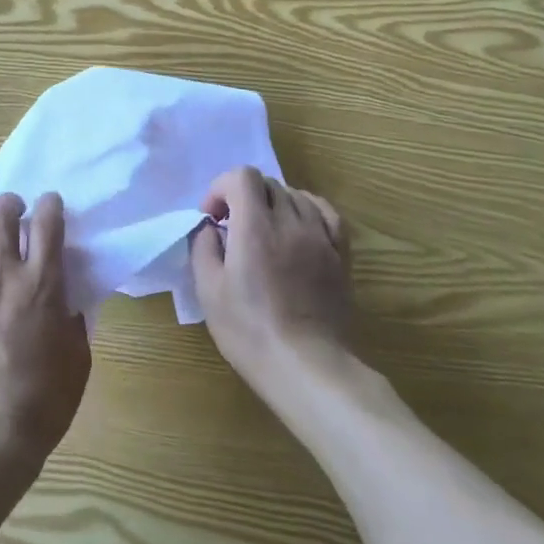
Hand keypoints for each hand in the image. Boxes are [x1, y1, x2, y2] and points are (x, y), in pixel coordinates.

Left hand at [0, 192, 90, 489]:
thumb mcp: (78, 359)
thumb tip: (66, 298)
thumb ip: (73, 319)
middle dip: (10, 204)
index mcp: (41, 286)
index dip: (51, 205)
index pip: (47, 224)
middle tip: (14, 209)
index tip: (50, 204)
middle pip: (1, 216)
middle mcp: (0, 277)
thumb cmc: (42, 403)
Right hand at [189, 167, 353, 400]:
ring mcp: (320, 236)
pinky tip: (297, 226)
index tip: (213, 217)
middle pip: (267, 183)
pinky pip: (325, 212)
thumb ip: (203, 248)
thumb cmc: (250, 331)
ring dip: (273, 203)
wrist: (308, 366)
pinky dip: (306, 209)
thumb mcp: (209, 292)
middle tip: (233, 227)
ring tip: (264, 231)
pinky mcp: (340, 254)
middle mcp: (290, 222)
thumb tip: (210, 228)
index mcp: (254, 228)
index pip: (242, 177)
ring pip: (295, 195)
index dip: (221, 188)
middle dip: (244, 196)